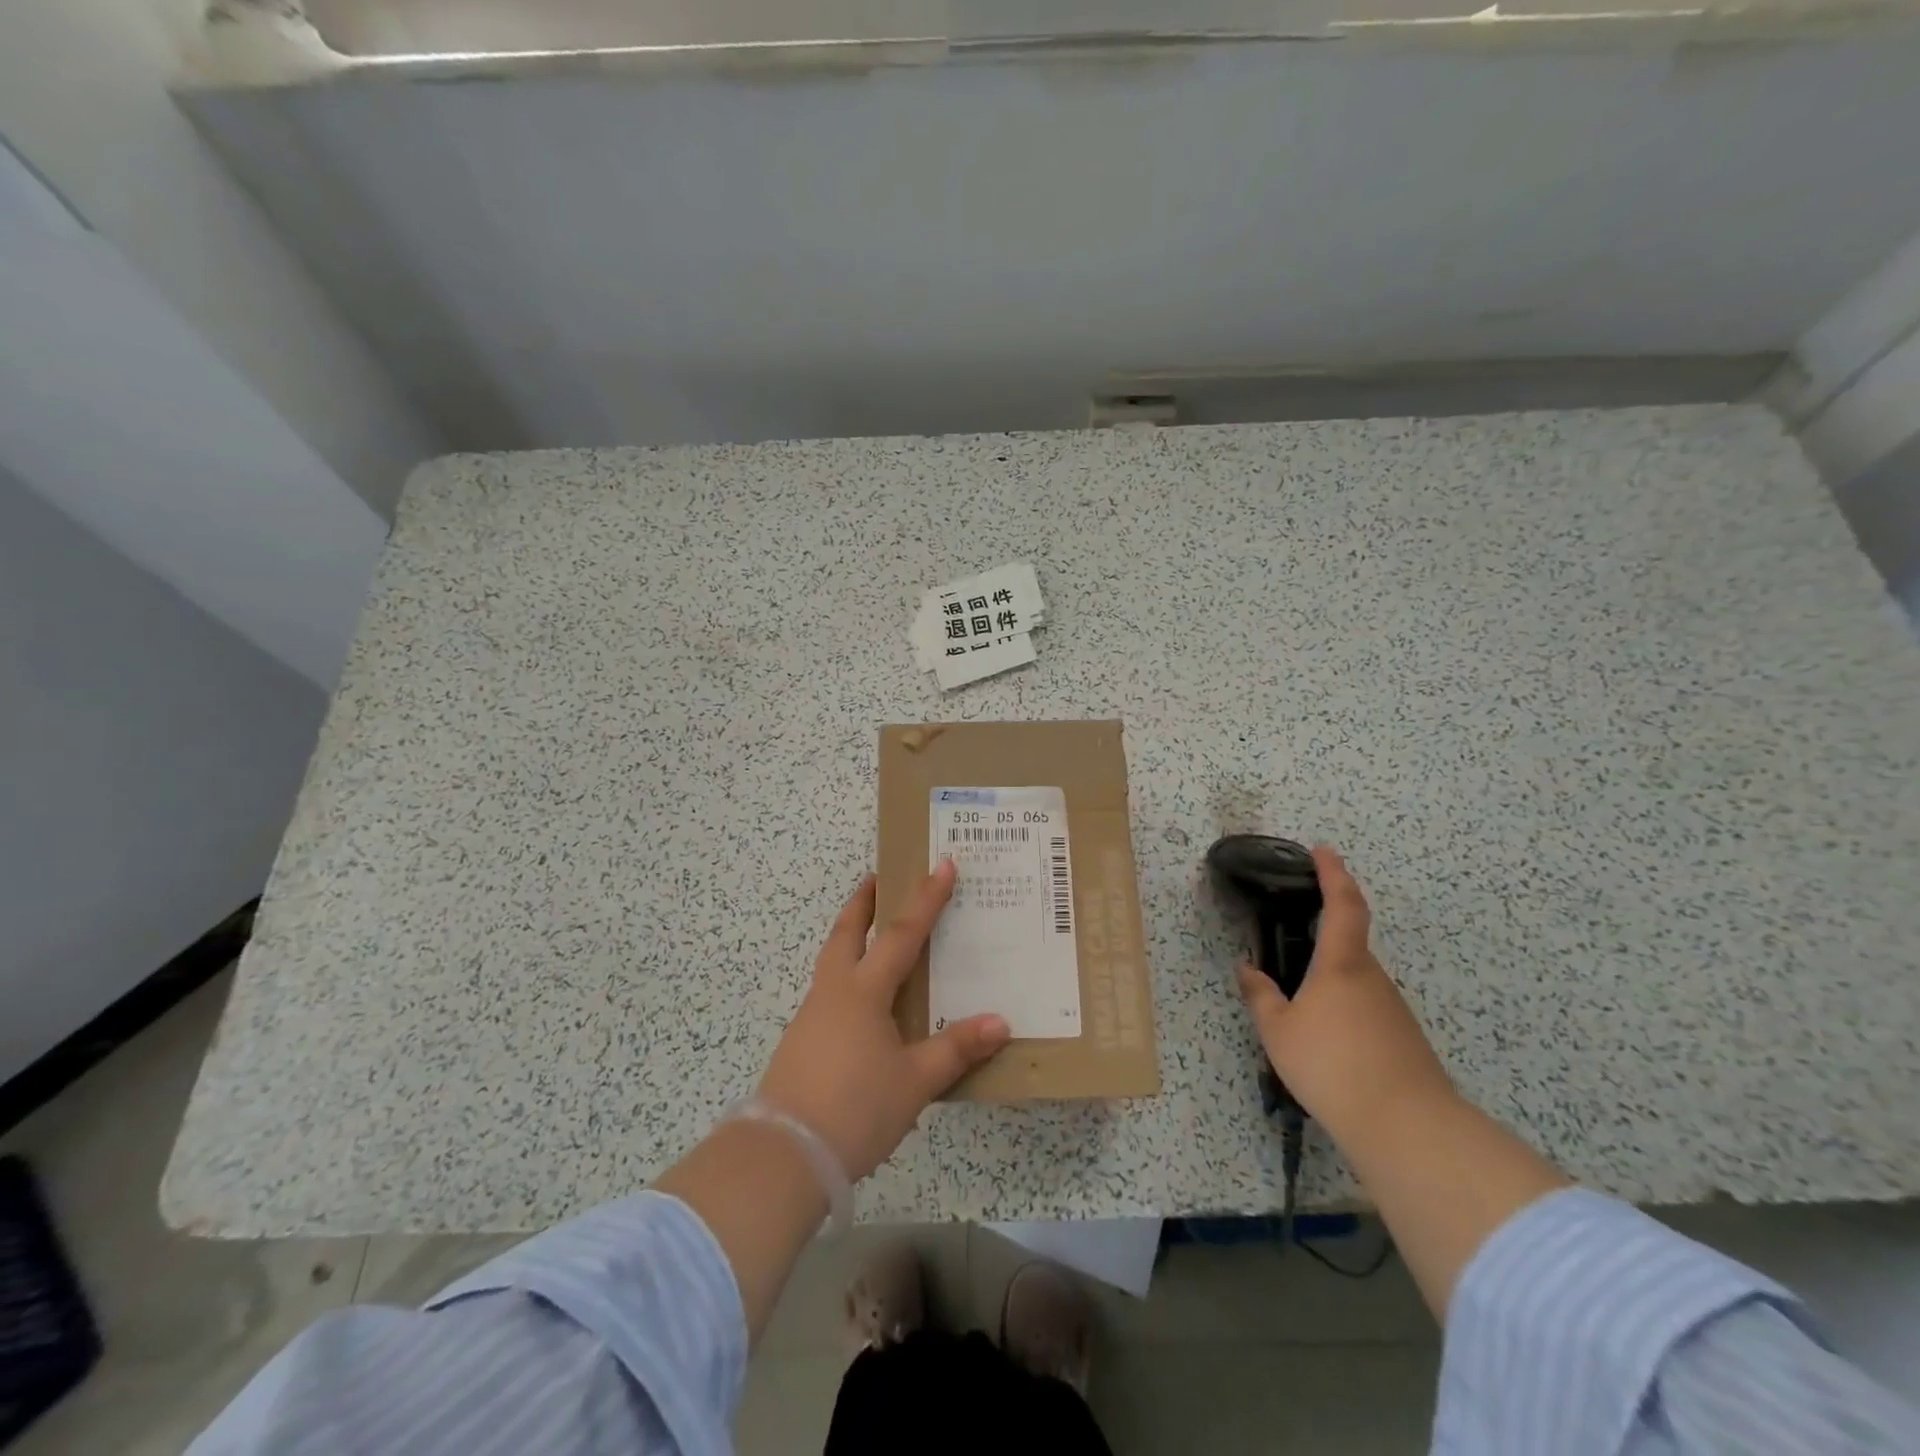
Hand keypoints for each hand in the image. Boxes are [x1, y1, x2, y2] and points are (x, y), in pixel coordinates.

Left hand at [757, 861, 1010, 1180]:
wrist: (783, 1155)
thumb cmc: (856, 1108)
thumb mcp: (915, 1081)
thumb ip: (956, 1049)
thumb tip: (1000, 1023)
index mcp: (863, 992)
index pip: (902, 934)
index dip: (926, 899)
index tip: (941, 865)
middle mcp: (834, 993)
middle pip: (847, 933)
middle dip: (863, 903)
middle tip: (876, 878)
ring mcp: (812, 1017)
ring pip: (832, 962)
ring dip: (850, 938)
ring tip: (870, 938)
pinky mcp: (800, 1043)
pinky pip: (828, 993)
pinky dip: (845, 978)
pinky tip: (860, 1005)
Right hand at [1236, 845, 1453, 1140]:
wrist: (1406, 1126)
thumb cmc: (1332, 1064)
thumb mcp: (1278, 1031)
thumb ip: (1260, 996)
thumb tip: (1248, 969)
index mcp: (1342, 964)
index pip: (1342, 904)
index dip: (1333, 873)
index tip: (1322, 850)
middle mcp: (1372, 978)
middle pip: (1349, 945)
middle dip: (1322, 942)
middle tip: (1290, 952)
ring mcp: (1393, 1010)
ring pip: (1356, 983)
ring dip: (1330, 985)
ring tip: (1302, 1015)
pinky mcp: (1404, 1039)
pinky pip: (1366, 1011)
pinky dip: (1344, 1014)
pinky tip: (1328, 1045)